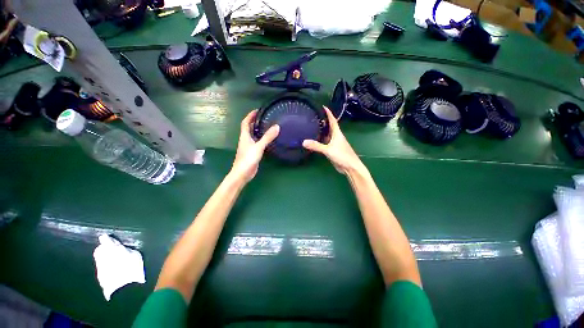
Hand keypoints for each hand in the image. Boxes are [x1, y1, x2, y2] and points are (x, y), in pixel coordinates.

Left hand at [230, 110, 279, 182]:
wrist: (243, 173)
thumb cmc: (248, 159)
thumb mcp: (259, 146)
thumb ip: (268, 137)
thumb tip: (277, 126)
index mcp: (244, 136)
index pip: (245, 122)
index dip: (250, 116)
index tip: (257, 111)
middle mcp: (245, 140)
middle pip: (248, 128)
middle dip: (255, 122)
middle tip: (265, 118)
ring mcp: (248, 147)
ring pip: (253, 136)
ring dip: (258, 131)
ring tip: (268, 127)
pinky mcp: (252, 153)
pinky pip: (257, 143)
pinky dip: (261, 140)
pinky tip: (268, 141)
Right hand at [303, 106, 365, 175]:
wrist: (350, 167)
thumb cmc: (342, 155)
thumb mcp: (328, 150)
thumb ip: (316, 146)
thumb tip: (303, 142)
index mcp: (337, 133)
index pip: (333, 120)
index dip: (328, 113)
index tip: (323, 106)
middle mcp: (336, 136)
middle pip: (329, 126)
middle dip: (323, 121)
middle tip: (313, 117)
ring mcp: (334, 143)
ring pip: (327, 135)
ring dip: (321, 131)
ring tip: (312, 127)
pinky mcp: (332, 150)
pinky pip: (325, 143)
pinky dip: (320, 140)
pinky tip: (314, 140)